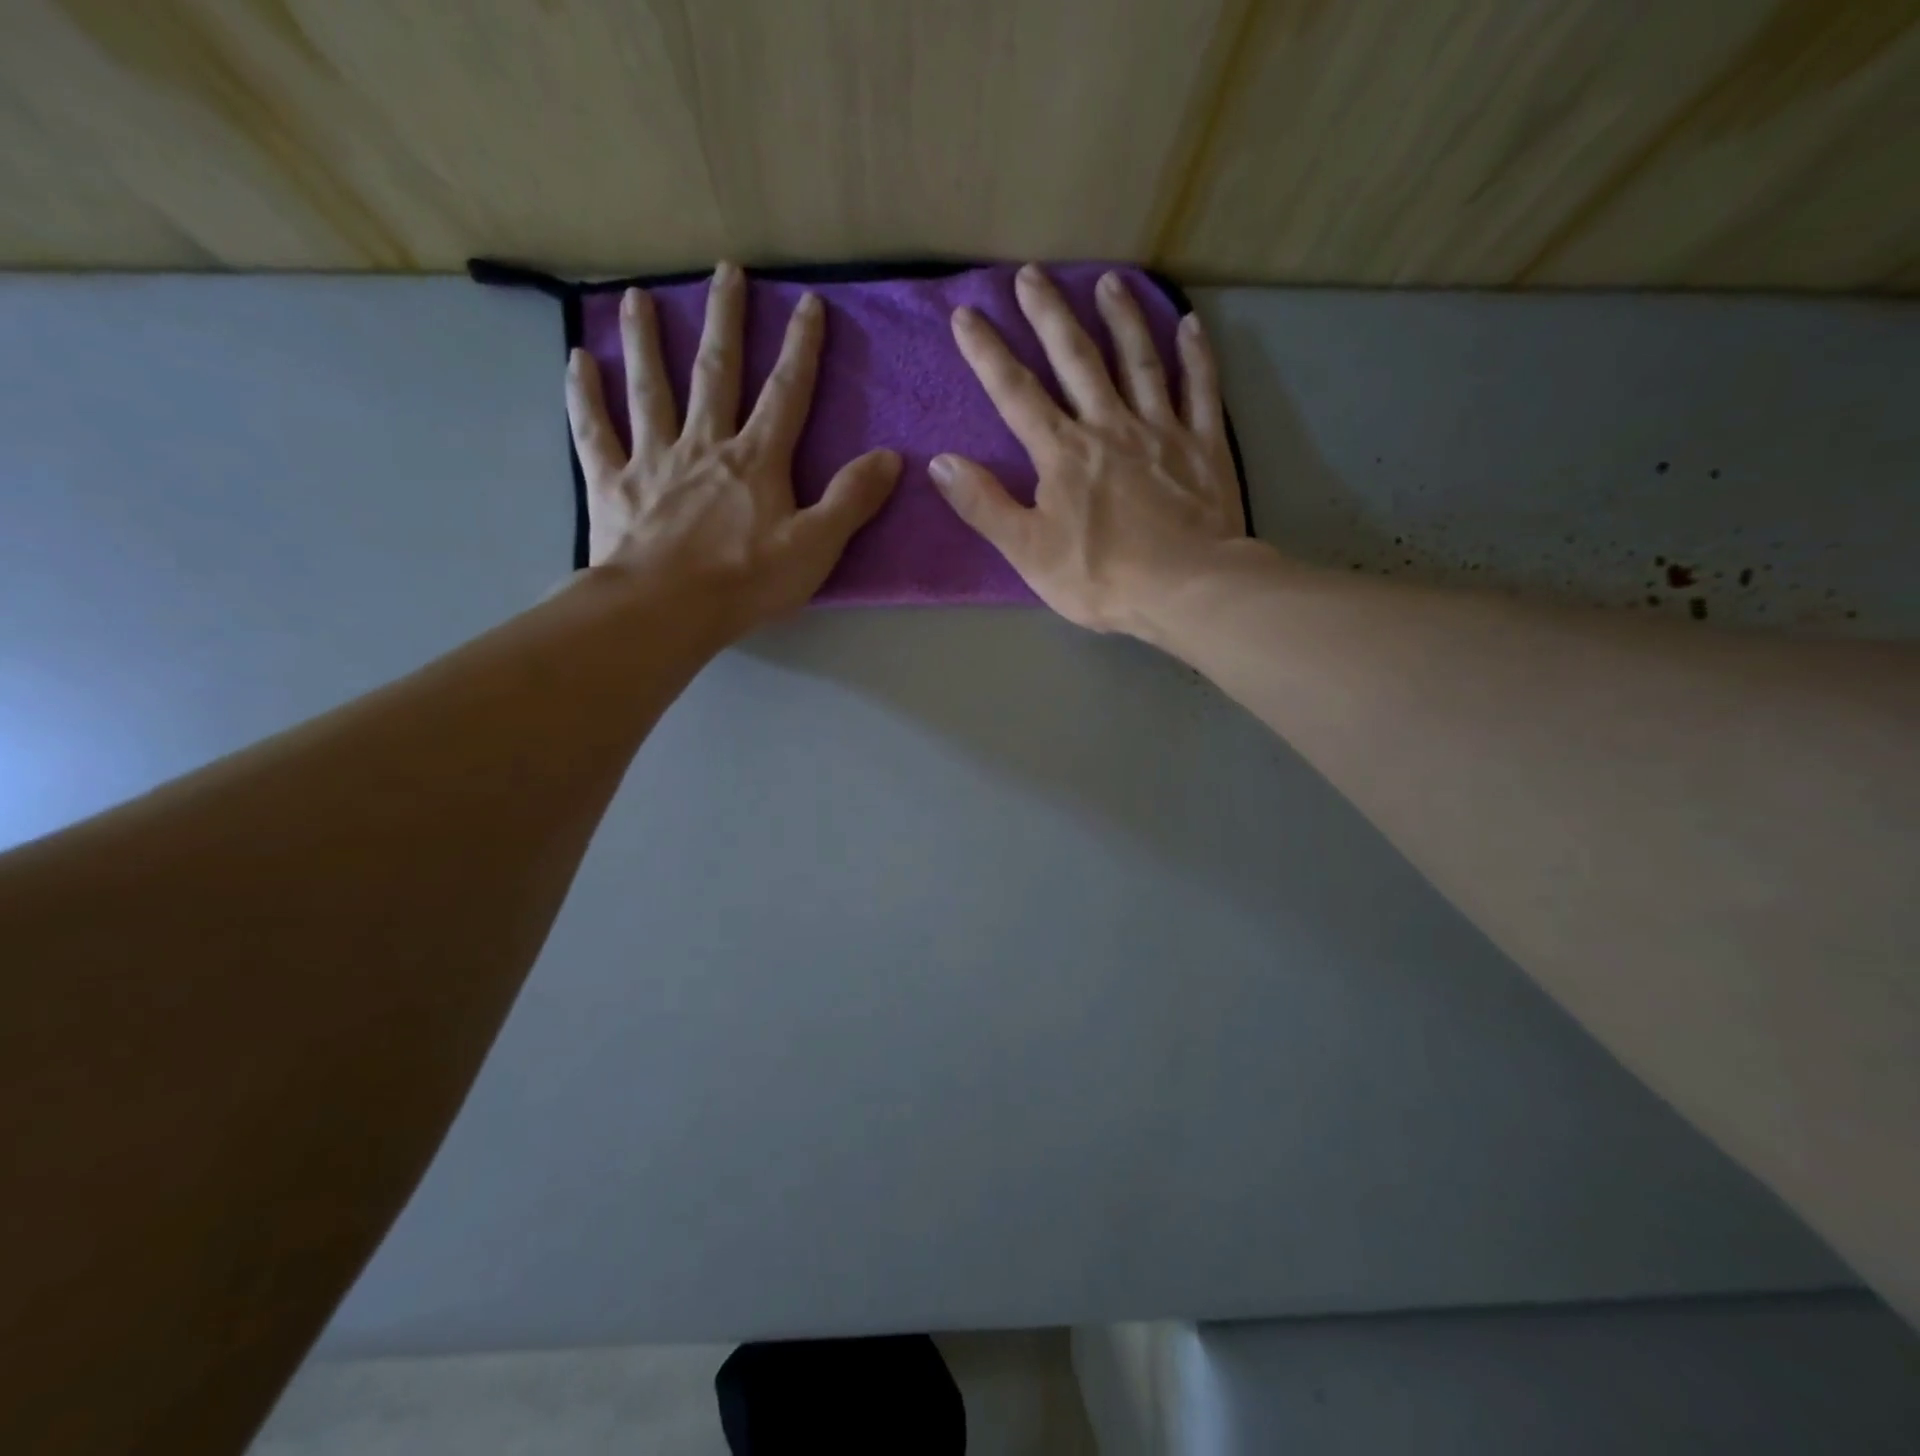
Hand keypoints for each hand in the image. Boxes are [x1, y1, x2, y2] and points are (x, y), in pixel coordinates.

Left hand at [565, 261, 900, 638]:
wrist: (665, 610)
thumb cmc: (746, 581)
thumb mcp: (816, 546)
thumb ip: (851, 499)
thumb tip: (890, 457)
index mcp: (755, 460)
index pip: (786, 393)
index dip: (802, 348)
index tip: (808, 302)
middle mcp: (704, 444)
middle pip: (715, 373)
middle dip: (725, 321)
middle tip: (725, 270)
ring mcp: (653, 459)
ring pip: (650, 388)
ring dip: (646, 341)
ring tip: (637, 296)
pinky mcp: (613, 483)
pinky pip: (594, 431)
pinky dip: (584, 395)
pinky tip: (577, 361)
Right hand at [930, 264, 1244, 637]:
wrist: (1186, 590)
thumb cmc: (1102, 578)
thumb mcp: (1029, 552)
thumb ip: (985, 506)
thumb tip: (941, 462)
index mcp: (1063, 453)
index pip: (1016, 393)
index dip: (988, 353)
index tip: (967, 314)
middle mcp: (1109, 426)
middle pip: (1076, 359)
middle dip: (1049, 315)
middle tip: (1032, 274)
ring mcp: (1161, 430)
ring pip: (1139, 361)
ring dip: (1122, 318)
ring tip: (1109, 281)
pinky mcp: (1203, 445)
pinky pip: (1200, 390)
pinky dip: (1196, 356)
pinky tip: (1190, 324)